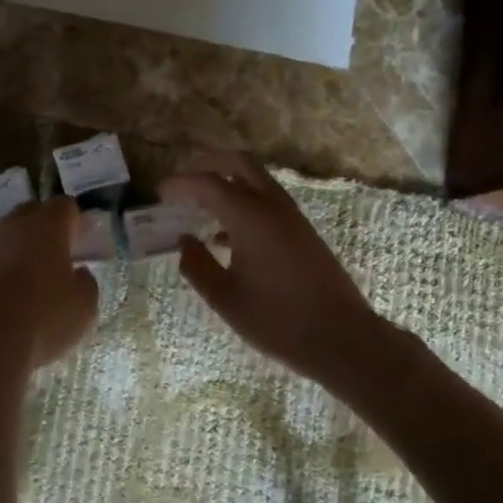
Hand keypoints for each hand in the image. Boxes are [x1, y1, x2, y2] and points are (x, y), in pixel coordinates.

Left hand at [0, 198, 99, 373]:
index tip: (81, 242)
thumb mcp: (83, 308)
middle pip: (30, 214)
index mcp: (46, 227)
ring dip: (13, 253)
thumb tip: (78, 274)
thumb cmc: (41, 321)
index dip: (75, 221)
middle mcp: (10, 227)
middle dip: (43, 230)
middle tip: (54, 258)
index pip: (64, 206)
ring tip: (22, 286)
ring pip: (2, 239)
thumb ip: (85, 283)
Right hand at [160, 153, 386, 384]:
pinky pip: (266, 199)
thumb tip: (183, 240)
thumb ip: (197, 265)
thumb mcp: (225, 299)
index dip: (179, 184)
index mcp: (250, 217)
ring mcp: (291, 216)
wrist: (343, 339)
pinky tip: (224, 235)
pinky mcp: (302, 230)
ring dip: (226, 182)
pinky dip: (242, 200)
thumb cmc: (278, 321)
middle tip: (182, 185)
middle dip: (206, 165)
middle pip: (237, 163)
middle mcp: (272, 205)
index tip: (159, 195)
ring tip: (198, 207)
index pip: (207, 183)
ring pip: (255, 178)